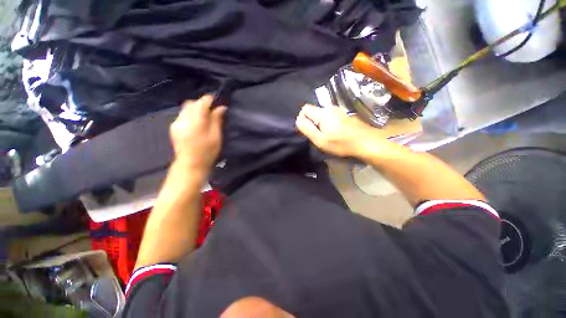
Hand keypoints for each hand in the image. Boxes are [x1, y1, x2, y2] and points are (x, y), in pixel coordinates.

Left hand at [170, 95, 226, 173]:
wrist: (190, 165)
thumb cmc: (207, 152)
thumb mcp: (216, 137)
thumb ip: (217, 120)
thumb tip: (221, 107)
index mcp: (195, 122)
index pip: (201, 103)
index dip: (211, 100)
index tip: (218, 103)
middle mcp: (183, 120)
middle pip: (192, 103)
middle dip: (202, 104)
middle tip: (212, 112)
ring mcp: (176, 123)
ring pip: (186, 108)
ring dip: (196, 109)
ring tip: (205, 119)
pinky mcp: (174, 127)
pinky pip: (183, 115)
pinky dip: (191, 115)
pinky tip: (197, 124)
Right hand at [295, 104, 387, 156]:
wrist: (366, 142)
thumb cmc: (341, 143)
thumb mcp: (320, 139)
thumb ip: (307, 129)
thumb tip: (298, 120)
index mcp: (322, 113)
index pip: (305, 108)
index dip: (302, 119)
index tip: (307, 131)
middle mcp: (330, 108)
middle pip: (313, 112)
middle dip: (311, 123)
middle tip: (317, 136)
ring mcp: (338, 111)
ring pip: (321, 115)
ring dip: (319, 124)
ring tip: (326, 136)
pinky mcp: (344, 115)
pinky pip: (329, 117)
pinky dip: (327, 124)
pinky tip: (334, 134)